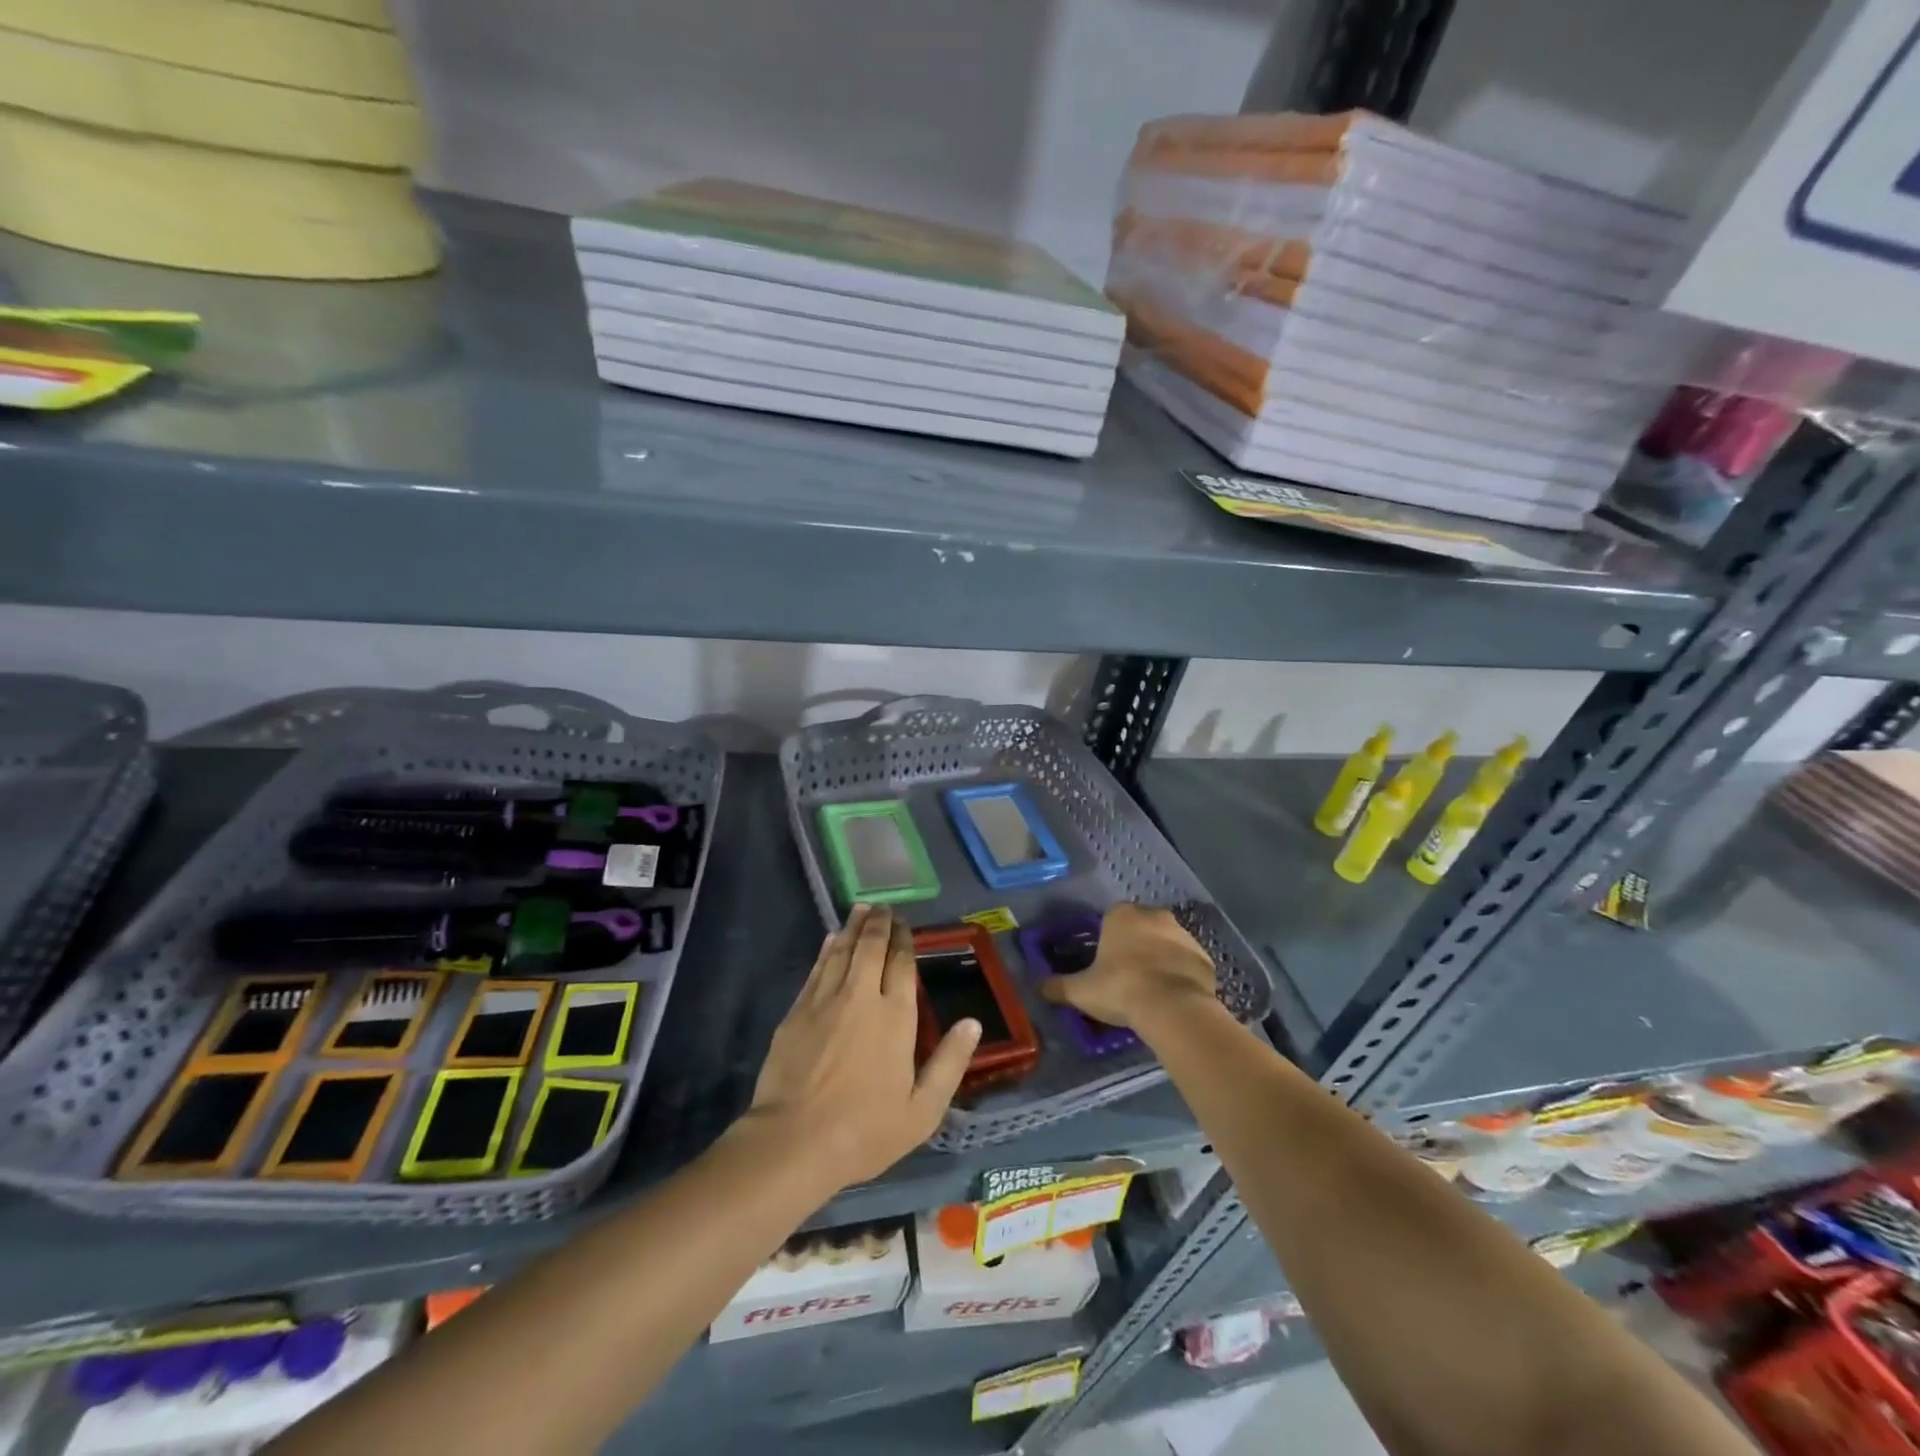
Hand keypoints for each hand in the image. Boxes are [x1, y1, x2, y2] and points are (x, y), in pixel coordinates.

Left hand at [741, 904, 979, 1189]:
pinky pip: (817, 969)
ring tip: (861, 909)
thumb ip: (949, 1063)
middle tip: (883, 907)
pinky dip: (827, 950)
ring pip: (842, 951)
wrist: (793, 1141)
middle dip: (879, 923)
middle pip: (871, 947)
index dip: (905, 940)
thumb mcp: (922, 1110)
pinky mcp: (796, 1012)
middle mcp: (861, 997)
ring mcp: (825, 1001)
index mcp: (896, 1016)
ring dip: (853, 928)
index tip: (905, 924)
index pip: (902, 964)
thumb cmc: (865, 1130)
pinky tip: (831, 940)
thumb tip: (973, 1023)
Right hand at [1039, 903, 1215, 1029]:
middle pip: (1141, 926)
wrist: (1174, 1009)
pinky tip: (1172, 998)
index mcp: (1122, 915)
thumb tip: (1038, 986)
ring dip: (1159, 958)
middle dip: (1135, 945)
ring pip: (1166, 943)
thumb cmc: (1121, 988)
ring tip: (1150, 989)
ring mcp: (1184, 935)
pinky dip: (1180, 975)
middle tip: (1125, 975)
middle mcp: (1155, 916)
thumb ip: (1059, 986)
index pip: (1111, 917)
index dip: (1107, 938)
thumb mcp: (1082, 991)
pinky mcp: (1205, 958)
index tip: (1104, 961)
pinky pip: (1187, 963)